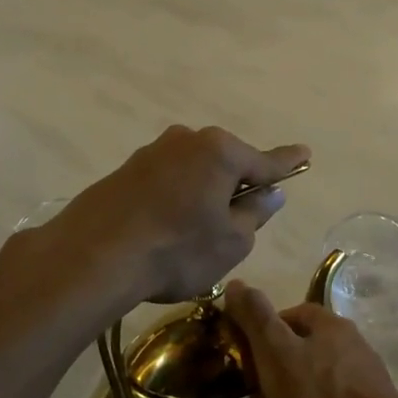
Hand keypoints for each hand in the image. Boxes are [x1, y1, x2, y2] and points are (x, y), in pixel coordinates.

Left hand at [44, 126, 308, 305]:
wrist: (92, 257)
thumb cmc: (177, 250)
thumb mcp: (231, 241)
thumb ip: (254, 214)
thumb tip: (269, 193)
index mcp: (221, 152)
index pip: (265, 161)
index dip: (287, 164)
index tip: (305, 153)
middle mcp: (187, 140)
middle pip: (225, 163)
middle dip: (236, 186)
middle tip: (238, 222)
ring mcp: (152, 152)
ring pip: (193, 172)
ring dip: (201, 194)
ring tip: (193, 235)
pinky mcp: (125, 170)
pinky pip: (165, 181)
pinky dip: (173, 200)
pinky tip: (163, 230)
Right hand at [224, 282, 397, 397]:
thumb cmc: (319, 396)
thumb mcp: (276, 352)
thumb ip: (255, 317)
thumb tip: (235, 283)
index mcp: (331, 323)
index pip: (295, 312)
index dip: (269, 328)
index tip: (249, 353)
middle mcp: (355, 342)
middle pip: (312, 343)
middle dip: (285, 361)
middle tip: (260, 387)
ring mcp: (369, 376)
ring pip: (325, 374)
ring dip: (303, 388)